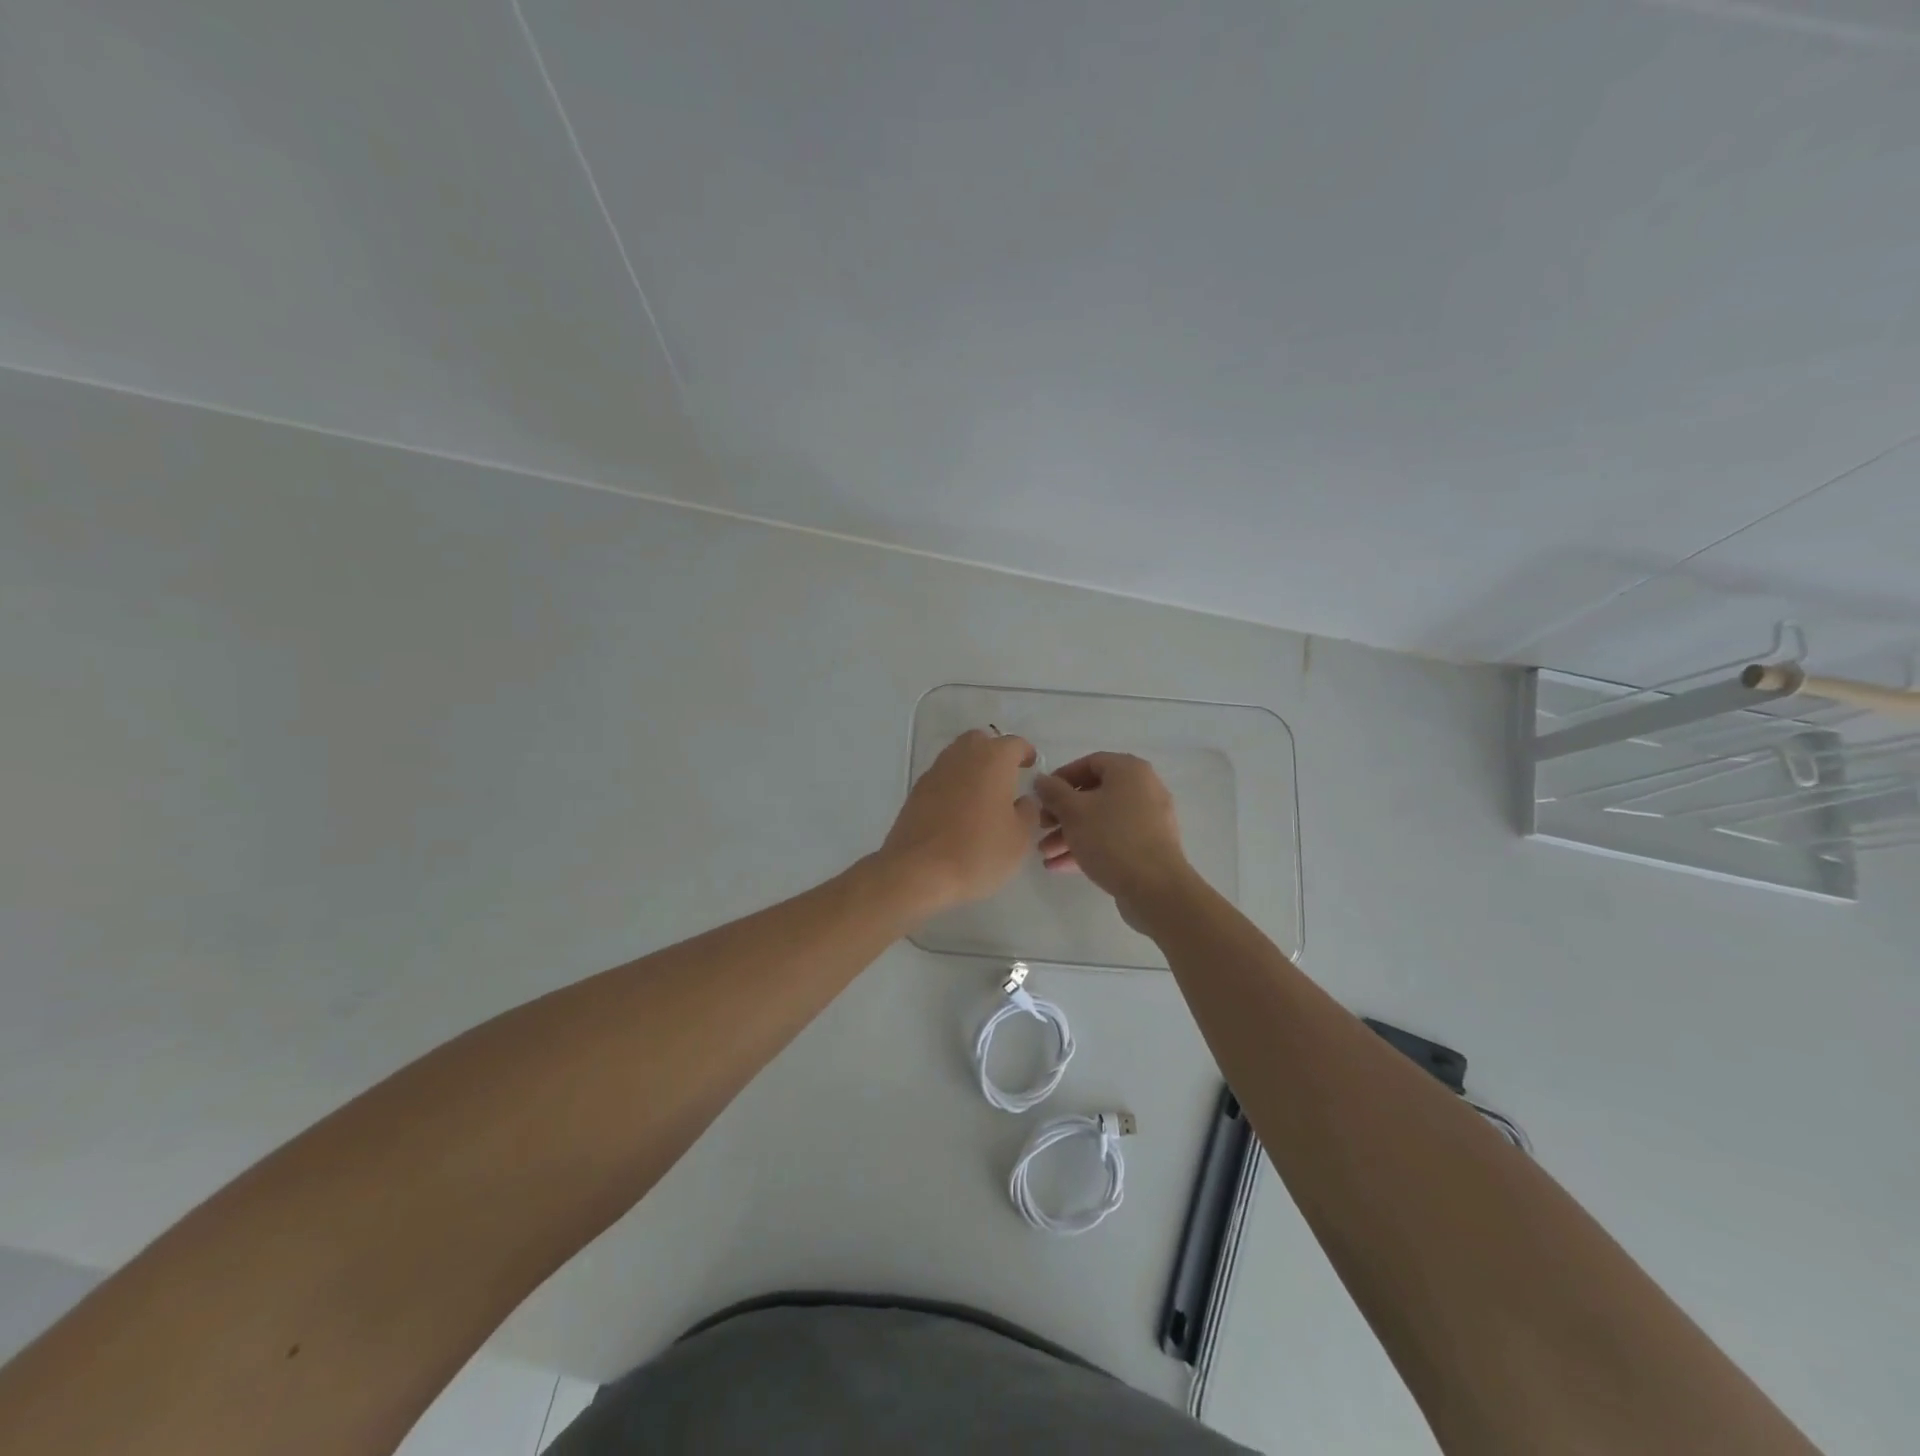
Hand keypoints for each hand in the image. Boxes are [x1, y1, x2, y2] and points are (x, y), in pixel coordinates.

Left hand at [880, 729, 1040, 913]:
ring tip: (983, 795)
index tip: (1030, 765)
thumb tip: (1022, 801)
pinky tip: (958, 811)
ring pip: (957, 757)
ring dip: (971, 768)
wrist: (919, 870)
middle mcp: (962, 756)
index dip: (1025, 753)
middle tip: (1005, 776)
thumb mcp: (1019, 838)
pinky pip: (941, 778)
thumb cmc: (978, 851)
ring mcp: (935, 772)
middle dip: (994, 752)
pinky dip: (953, 786)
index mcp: (993, 759)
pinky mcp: (916, 792)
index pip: (1014, 744)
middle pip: (980, 741)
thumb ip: (1027, 812)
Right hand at [1032, 752, 1195, 923]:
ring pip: (1101, 820)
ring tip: (1046, 854)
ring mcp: (1149, 820)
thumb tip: (1041, 780)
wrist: (1155, 888)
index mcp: (1129, 771)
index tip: (1041, 797)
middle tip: (1041, 827)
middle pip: (1094, 794)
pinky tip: (1060, 866)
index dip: (1061, 778)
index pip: (1089, 763)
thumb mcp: (1073, 812)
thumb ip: (1053, 792)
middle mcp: (1143, 789)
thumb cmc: (1111, 838)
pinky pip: (1113, 839)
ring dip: (1070, 834)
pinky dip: (1088, 847)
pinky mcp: (1149, 847)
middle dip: (1062, 813)